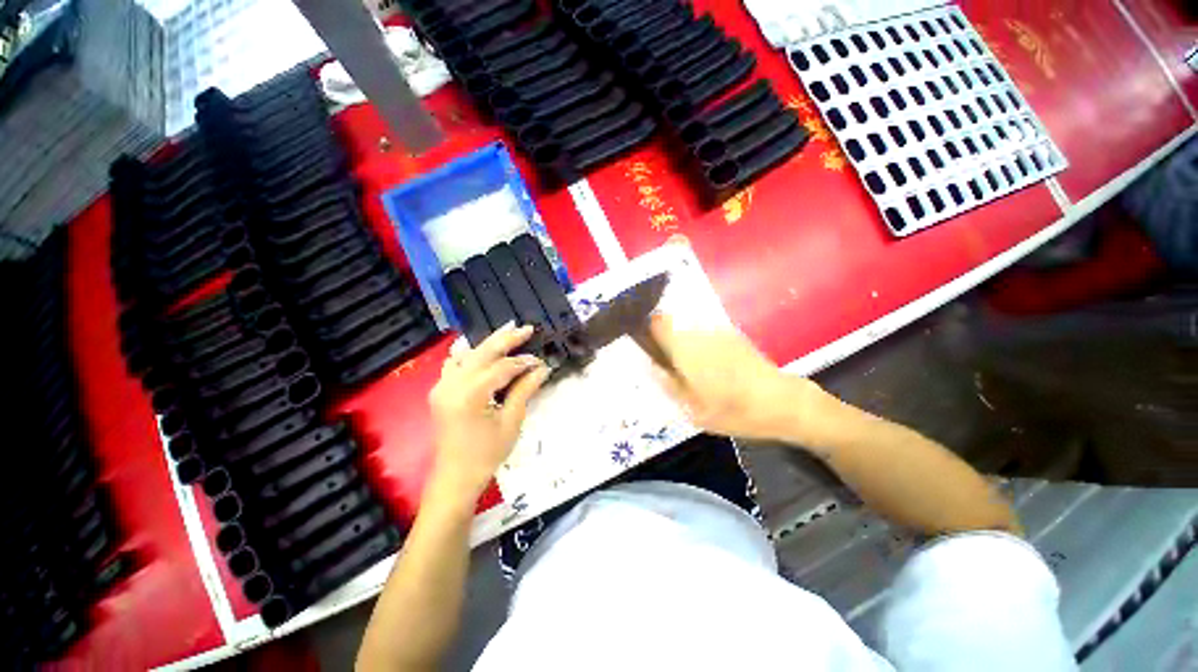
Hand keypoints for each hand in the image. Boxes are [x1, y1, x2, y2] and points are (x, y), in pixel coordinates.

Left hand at [428, 324, 550, 499]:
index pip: (502, 367)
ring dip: (489, 343)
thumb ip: (525, 389)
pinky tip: (479, 348)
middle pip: (483, 353)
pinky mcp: (440, 390)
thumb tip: (542, 368)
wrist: (456, 477)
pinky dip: (468, 353)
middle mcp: (452, 384)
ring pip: (468, 354)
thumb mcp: (511, 421)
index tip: (541, 361)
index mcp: (470, 394)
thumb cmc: (487, 454)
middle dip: (506, 339)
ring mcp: (442, 386)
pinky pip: (454, 364)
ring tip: (507, 331)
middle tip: (526, 328)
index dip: (524, 362)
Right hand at [648, 313, 822, 440]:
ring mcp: (719, 331)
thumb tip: (650, 366)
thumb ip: (668, 384)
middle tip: (667, 365)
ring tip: (690, 368)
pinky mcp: (733, 334)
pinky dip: (700, 343)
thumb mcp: (693, 409)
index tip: (645, 344)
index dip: (647, 328)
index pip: (658, 323)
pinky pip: (706, 333)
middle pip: (671, 323)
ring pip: (689, 328)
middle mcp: (700, 333)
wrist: (783, 402)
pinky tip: (711, 366)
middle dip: (664, 338)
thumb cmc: (735, 411)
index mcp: (687, 349)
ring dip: (682, 341)